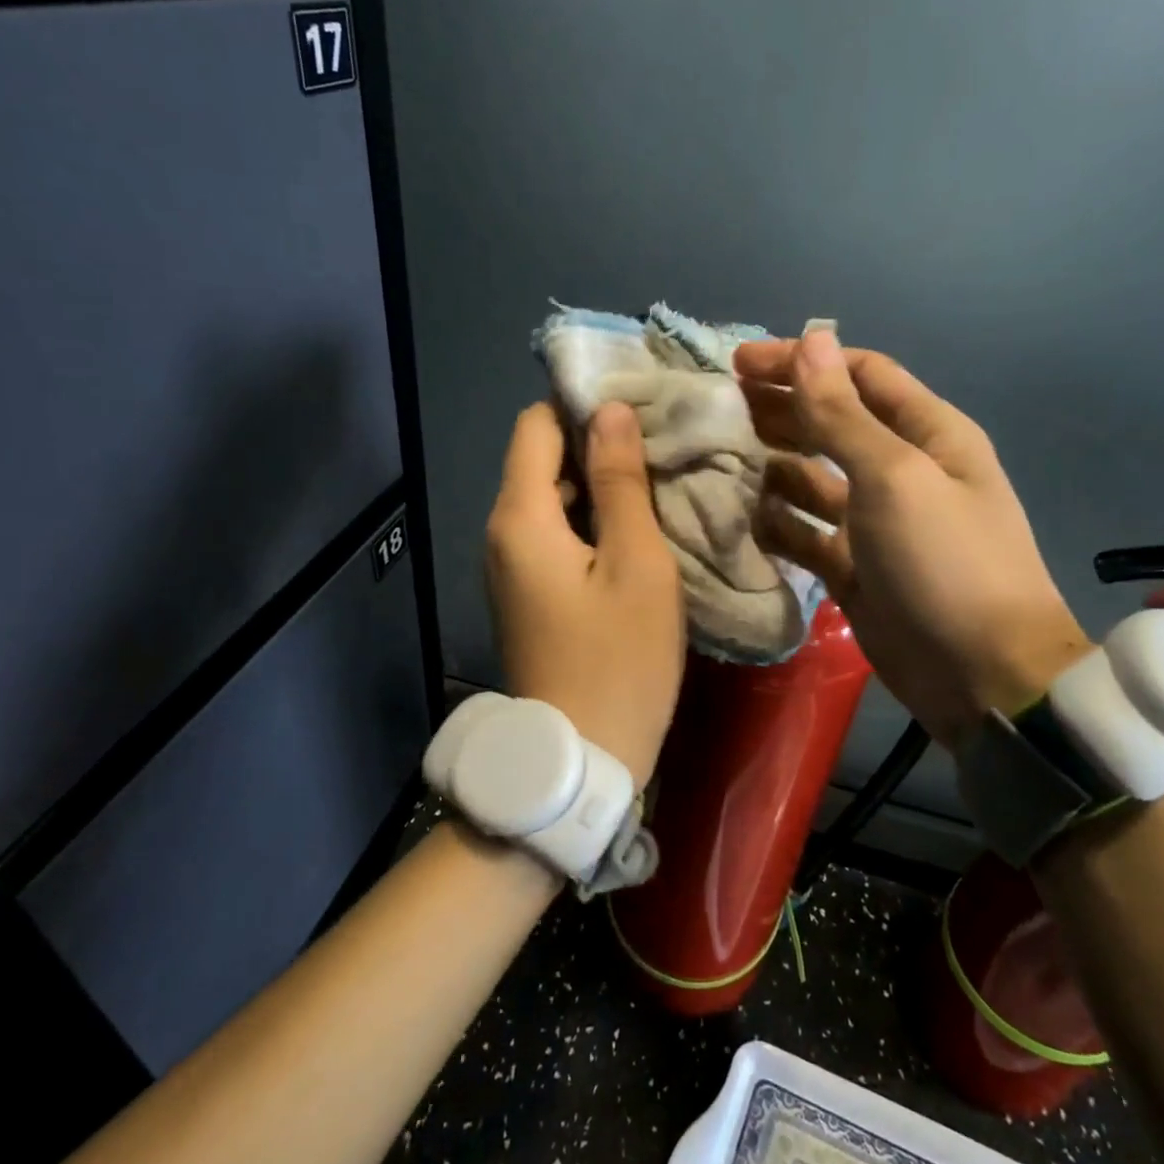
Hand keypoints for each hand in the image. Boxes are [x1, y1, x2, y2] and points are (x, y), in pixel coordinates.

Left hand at [485, 401, 685, 784]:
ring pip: (550, 500)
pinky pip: (554, 536)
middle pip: (540, 460)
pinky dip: (590, 521)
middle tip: (662, 442)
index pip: (536, 425)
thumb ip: (621, 483)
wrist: (581, 758)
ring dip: (597, 485)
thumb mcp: (637, 566)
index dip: (581, 406)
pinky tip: (635, 527)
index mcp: (521, 518)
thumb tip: (611, 412)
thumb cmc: (619, 661)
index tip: (638, 406)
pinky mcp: (528, 594)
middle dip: (595, 444)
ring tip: (658, 478)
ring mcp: (511, 567)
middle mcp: (502, 534)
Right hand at [733, 328, 1090, 744]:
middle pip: (832, 424)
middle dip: (781, 411)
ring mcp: (875, 524)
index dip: (803, 363)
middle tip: (719, 408)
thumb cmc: (945, 563)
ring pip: (813, 480)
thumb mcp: (894, 478)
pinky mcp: (854, 569)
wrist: (980, 674)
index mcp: (927, 433)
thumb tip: (811, 341)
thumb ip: (843, 415)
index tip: (740, 364)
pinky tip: (743, 518)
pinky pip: (807, 534)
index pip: (860, 376)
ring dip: (773, 466)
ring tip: (720, 459)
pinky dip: (778, 524)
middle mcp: (901, 471)